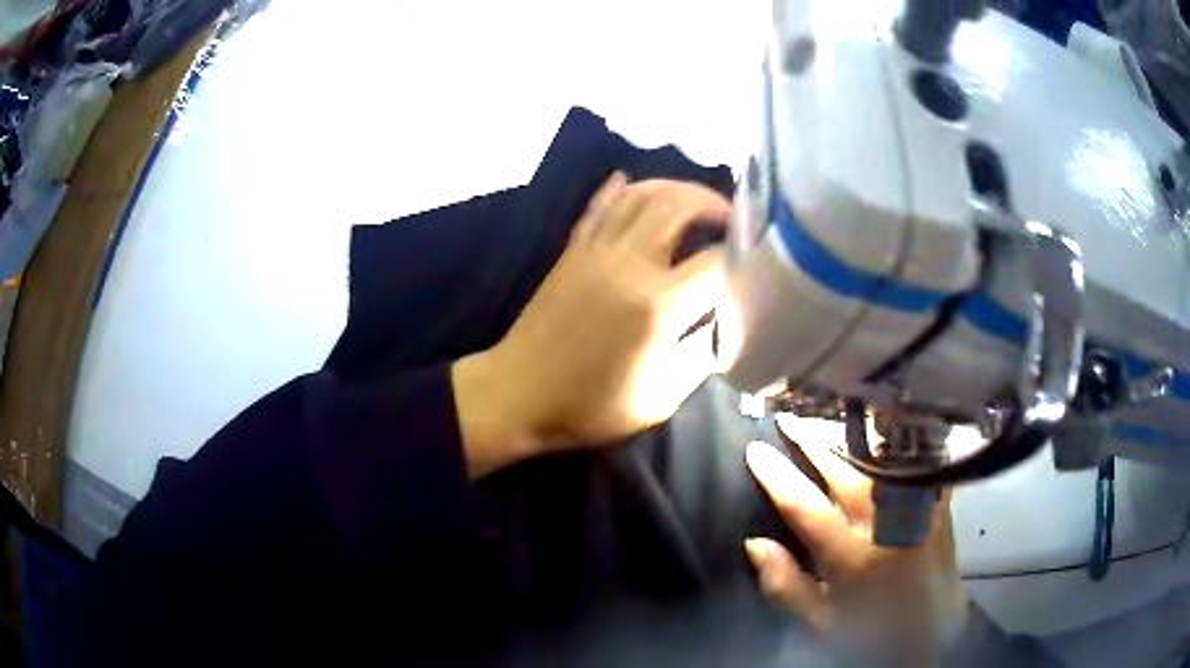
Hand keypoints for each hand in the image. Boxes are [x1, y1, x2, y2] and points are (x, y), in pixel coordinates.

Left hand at [453, 173, 729, 477]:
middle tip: (732, 220)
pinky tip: (634, 183)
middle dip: (713, 203)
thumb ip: (699, 357)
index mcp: (657, 304)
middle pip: (679, 204)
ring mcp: (595, 250)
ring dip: (674, 188)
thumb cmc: (588, 406)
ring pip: (640, 194)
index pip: (716, 261)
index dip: (744, 256)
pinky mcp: (572, 250)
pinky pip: (600, 205)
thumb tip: (722, 327)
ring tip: (696, 203)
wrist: (516, 395)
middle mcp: (628, 263)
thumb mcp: (659, 399)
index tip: (758, 260)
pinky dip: (623, 189)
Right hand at [745, 414, 967, 663]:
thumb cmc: (871, 628)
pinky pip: (917, 459)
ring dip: (849, 434)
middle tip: (787, 418)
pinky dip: (895, 440)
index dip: (777, 475)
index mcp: (853, 559)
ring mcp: (917, 509)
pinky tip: (881, 424)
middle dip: (811, 440)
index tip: (754, 449)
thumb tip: (755, 543)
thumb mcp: (821, 623)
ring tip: (825, 416)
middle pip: (844, 470)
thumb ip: (786, 586)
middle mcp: (887, 526)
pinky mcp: (938, 502)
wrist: (935, 629)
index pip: (806, 507)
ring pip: (879, 457)